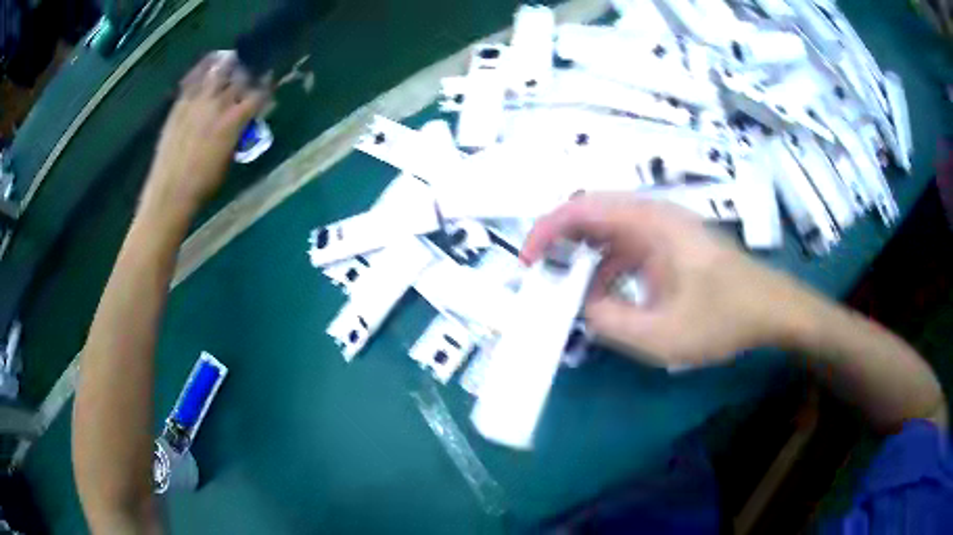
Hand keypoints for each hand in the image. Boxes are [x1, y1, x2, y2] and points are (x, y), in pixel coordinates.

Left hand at [140, 51, 268, 218]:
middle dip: (248, 75)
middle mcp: (217, 105)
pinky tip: (209, 63)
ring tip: (232, 60)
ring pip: (217, 74)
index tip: (269, 86)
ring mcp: (196, 103)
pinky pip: (192, 80)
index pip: (257, 96)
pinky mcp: (179, 106)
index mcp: (233, 122)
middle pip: (239, 80)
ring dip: (227, 66)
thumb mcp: (228, 160)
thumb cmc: (203, 185)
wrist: (169, 194)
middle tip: (250, 73)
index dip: (266, 89)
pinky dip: (202, 70)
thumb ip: (237, 134)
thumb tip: (242, 122)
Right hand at [521, 193, 824, 367]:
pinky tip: (608, 300)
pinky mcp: (672, 245)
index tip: (528, 262)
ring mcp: (664, 230)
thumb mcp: (662, 334)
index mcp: (651, 223)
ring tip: (572, 297)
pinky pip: (628, 248)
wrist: (772, 310)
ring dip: (585, 261)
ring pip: (609, 233)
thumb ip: (611, 322)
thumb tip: (580, 306)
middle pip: (592, 215)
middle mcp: (655, 216)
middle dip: (560, 244)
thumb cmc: (725, 318)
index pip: (583, 208)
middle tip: (541, 278)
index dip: (547, 230)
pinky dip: (608, 270)